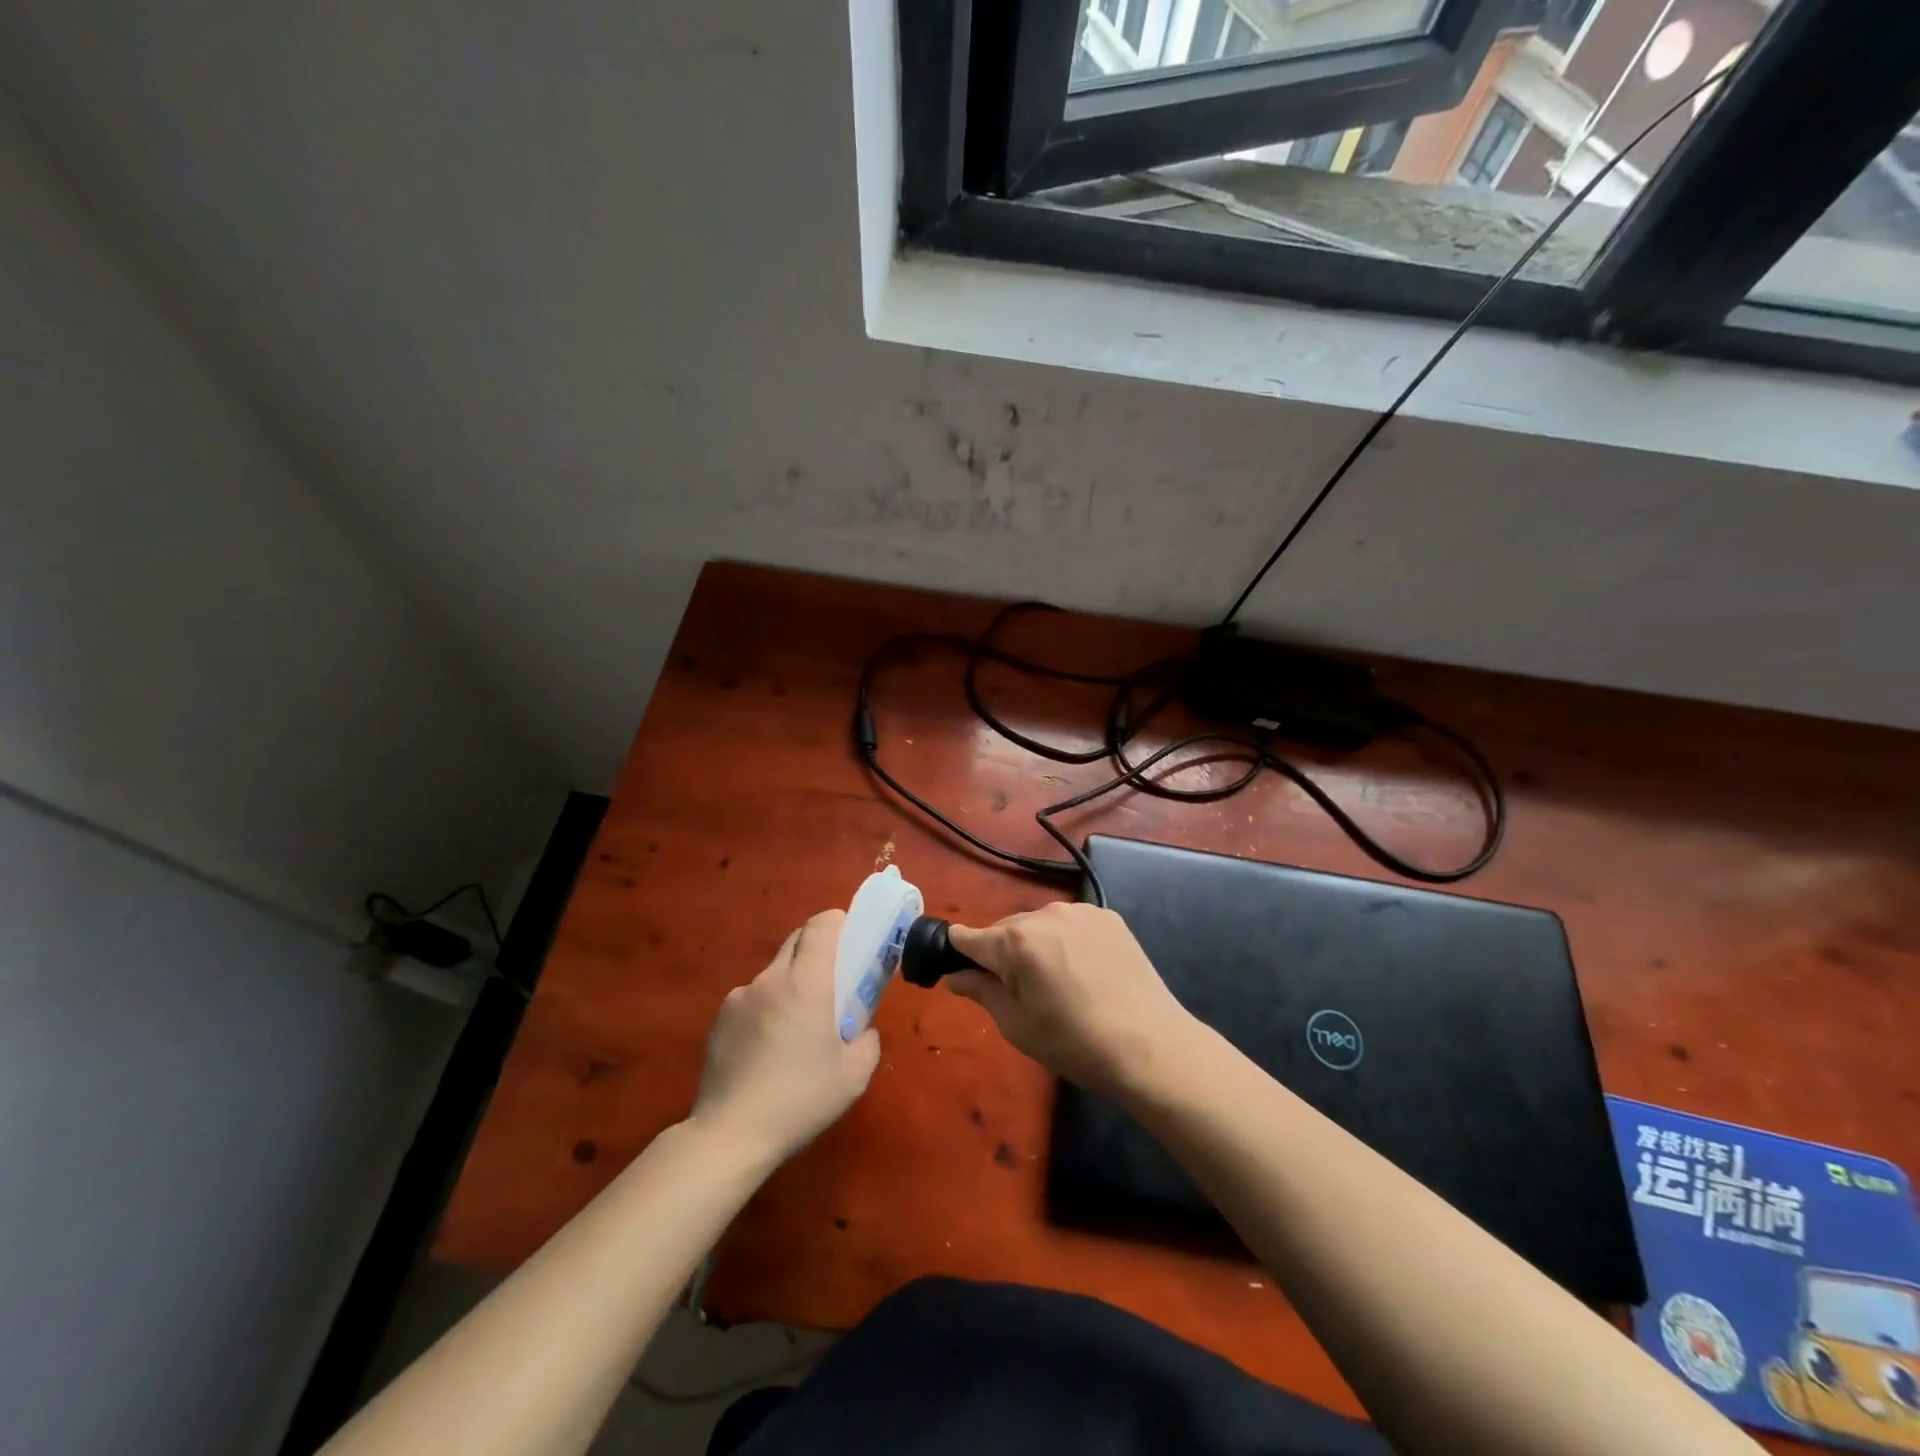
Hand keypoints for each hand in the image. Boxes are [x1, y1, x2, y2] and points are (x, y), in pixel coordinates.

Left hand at [691, 910, 879, 1163]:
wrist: (731, 1135)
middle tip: (833, 984)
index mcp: (806, 982)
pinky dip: (766, 1010)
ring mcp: (739, 997)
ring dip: (790, 985)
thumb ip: (867, 1037)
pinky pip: (752, 1000)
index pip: (822, 924)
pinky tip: (767, 1051)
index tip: (852, 941)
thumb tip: (860, 1026)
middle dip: (818, 951)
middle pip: (796, 941)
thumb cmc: (801, 1099)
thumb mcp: (855, 1074)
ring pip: (774, 974)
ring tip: (795, 1030)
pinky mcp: (718, 1020)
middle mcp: (770, 979)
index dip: (840, 923)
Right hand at [947, 903, 1197, 1097]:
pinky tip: (1084, 972)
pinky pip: (1070, 924)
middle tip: (1020, 993)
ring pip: (1038, 925)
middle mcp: (1044, 914)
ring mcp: (1079, 911)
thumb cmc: (1075, 1043)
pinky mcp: (1107, 916)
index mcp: (1015, 941)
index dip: (959, 955)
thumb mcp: (1017, 1025)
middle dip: (1002, 954)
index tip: (965, 975)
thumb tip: (955, 975)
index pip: (967, 937)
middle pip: (1004, 929)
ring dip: (1035, 945)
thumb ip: (981, 991)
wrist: (1151, 1046)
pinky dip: (1066, 942)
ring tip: (1057, 984)